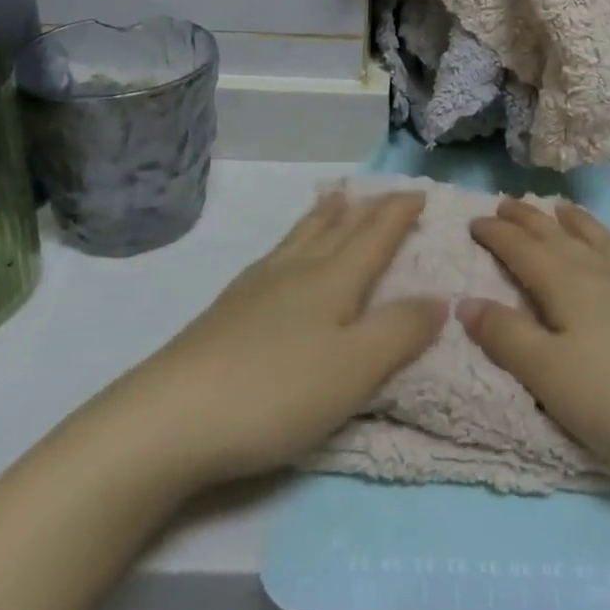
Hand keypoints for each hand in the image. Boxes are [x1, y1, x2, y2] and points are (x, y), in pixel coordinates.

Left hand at [111, 191, 445, 493]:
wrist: (170, 418)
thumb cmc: (275, 392)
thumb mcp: (354, 369)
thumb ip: (399, 332)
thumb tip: (439, 298)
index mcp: (331, 280)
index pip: (374, 236)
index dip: (398, 213)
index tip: (418, 191)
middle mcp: (295, 272)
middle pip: (336, 229)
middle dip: (365, 209)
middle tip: (381, 191)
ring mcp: (255, 288)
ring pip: (299, 238)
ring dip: (324, 217)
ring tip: (334, 200)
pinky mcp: (226, 311)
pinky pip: (274, 257)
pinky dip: (293, 242)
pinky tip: (282, 257)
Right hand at [462, 199, 609, 488]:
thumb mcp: (548, 375)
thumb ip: (505, 336)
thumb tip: (466, 301)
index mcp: (568, 286)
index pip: (523, 249)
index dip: (497, 234)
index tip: (474, 220)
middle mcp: (605, 276)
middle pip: (560, 238)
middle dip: (530, 219)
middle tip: (508, 203)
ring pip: (605, 244)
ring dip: (580, 224)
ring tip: (564, 209)